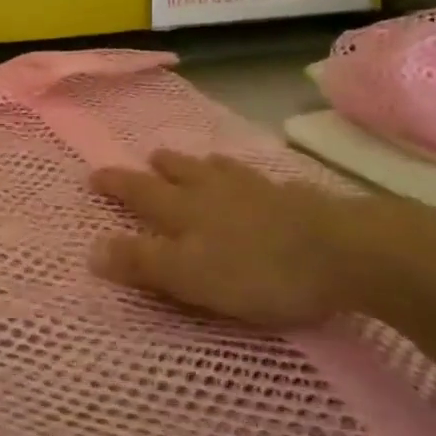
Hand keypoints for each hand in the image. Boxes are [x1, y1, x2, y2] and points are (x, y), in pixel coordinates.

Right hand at [89, 150, 384, 328]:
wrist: (344, 251)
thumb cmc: (258, 270)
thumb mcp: (190, 275)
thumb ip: (142, 263)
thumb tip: (91, 249)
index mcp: (185, 209)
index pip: (140, 192)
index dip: (116, 184)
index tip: (95, 174)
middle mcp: (216, 191)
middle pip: (182, 172)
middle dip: (161, 167)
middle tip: (150, 159)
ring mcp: (259, 191)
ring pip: (222, 171)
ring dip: (204, 165)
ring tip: (200, 163)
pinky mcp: (297, 199)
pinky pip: (265, 181)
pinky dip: (251, 180)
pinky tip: (263, 185)